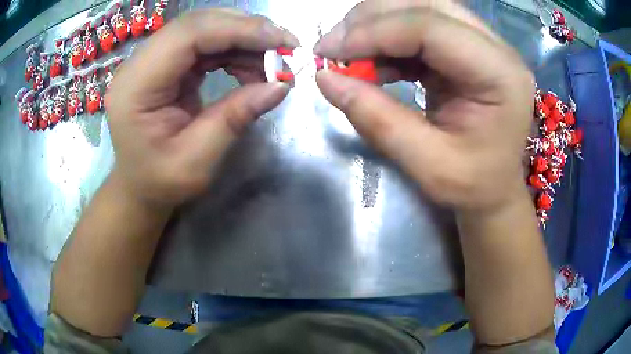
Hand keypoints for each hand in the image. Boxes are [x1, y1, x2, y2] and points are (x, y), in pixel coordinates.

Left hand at [105, 10, 297, 206]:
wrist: (138, 186)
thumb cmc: (159, 182)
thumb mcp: (196, 161)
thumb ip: (234, 118)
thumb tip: (281, 86)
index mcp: (136, 86)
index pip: (189, 34)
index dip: (239, 29)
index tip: (283, 42)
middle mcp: (139, 63)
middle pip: (198, 24)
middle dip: (247, 30)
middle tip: (285, 49)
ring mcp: (151, 60)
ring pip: (204, 29)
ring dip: (243, 40)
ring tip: (271, 64)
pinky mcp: (165, 64)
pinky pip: (204, 44)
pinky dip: (233, 50)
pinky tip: (250, 68)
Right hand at [315, 0, 534, 211]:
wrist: (495, 188)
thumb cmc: (473, 185)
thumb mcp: (427, 165)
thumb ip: (376, 119)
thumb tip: (324, 77)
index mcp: (500, 75)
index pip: (432, 28)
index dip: (374, 32)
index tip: (329, 53)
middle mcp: (496, 48)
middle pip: (426, 5)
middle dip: (371, 19)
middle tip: (334, 47)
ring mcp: (483, 44)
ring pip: (420, 8)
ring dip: (376, 24)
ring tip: (348, 54)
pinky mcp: (466, 48)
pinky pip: (420, 27)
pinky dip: (387, 39)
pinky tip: (371, 62)